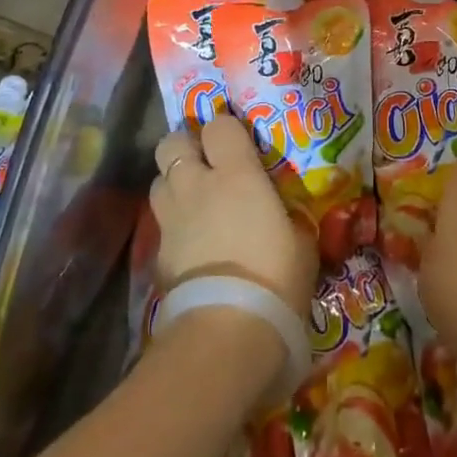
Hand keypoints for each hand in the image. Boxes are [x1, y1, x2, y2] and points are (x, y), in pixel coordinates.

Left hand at [150, 116, 317, 320]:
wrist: (228, 331)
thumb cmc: (275, 277)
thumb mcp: (300, 240)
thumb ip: (287, 215)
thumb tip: (285, 213)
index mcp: (236, 172)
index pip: (219, 125)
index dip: (226, 130)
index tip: (239, 143)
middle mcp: (197, 184)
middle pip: (172, 142)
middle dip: (185, 147)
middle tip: (206, 164)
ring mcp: (172, 218)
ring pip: (158, 180)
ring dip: (174, 184)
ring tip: (194, 201)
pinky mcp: (157, 254)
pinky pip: (160, 225)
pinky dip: (172, 227)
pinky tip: (189, 244)